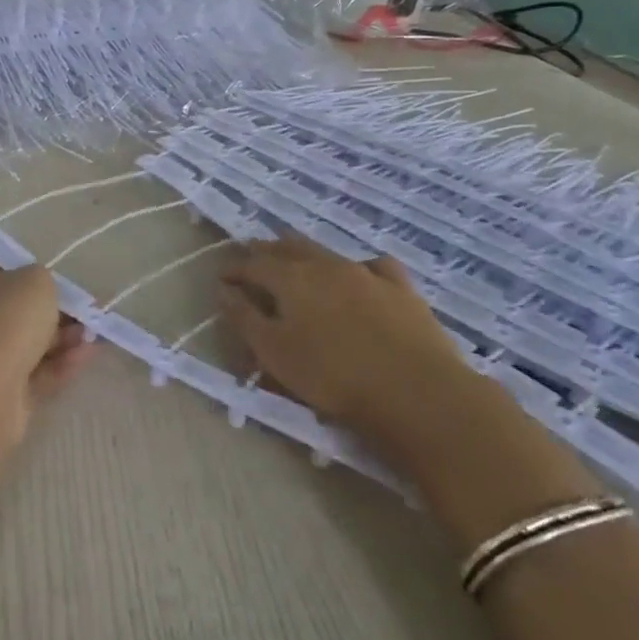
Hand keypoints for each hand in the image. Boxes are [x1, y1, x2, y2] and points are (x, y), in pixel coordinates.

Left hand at [0, 242, 91, 437]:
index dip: (15, 256)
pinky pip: (29, 368)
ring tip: (92, 334)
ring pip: (22, 337)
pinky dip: (56, 362)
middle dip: (49, 304)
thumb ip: (43, 279)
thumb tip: (38, 292)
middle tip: (83, 306)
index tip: (44, 265)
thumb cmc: (4, 319)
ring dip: (59, 335)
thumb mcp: (36, 281)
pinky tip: (87, 355)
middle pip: (9, 299)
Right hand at [219, 237, 479, 465]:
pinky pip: (375, 266)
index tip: (222, 277)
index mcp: (291, 279)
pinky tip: (361, 274)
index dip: (235, 269)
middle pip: (289, 248)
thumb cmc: (332, 376)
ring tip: (297, 259)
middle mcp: (326, 265)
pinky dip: (359, 266)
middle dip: (267, 251)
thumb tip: (224, 290)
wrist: (415, 391)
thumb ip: (245, 318)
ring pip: (328, 252)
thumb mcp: (274, 353)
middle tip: (254, 256)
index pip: (254, 264)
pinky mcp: (402, 289)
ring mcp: (367, 273)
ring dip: (305, 253)